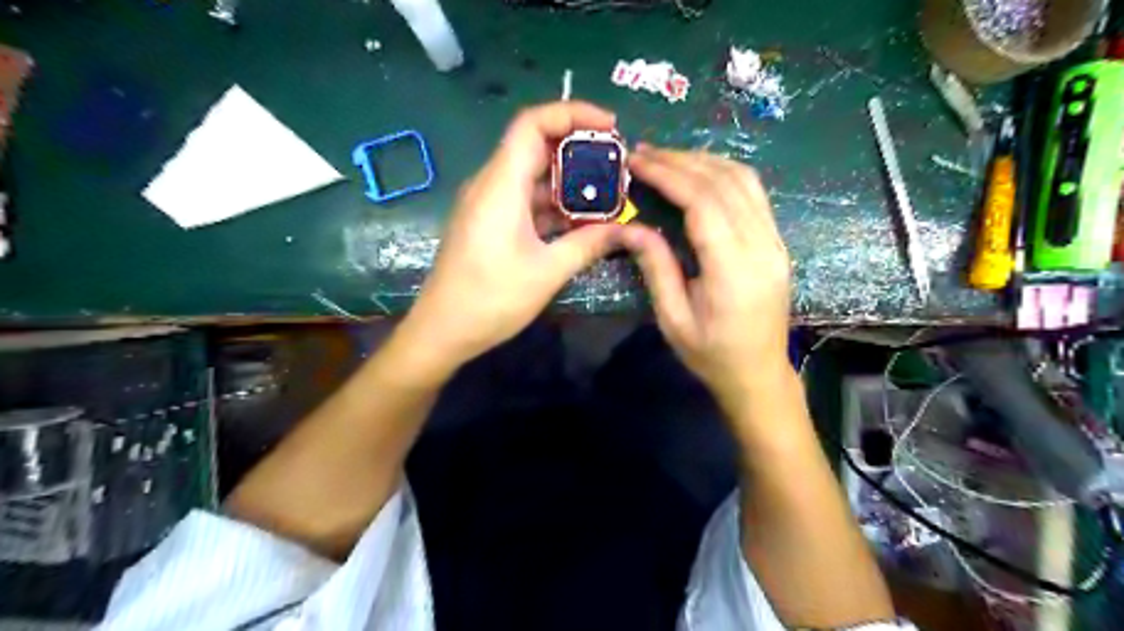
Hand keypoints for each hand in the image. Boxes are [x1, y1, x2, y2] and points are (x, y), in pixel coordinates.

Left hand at [396, 100, 623, 372]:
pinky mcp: (488, 223)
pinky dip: (552, 204)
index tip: (611, 127)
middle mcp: (491, 184)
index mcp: (501, 185)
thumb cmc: (491, 299)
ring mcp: (487, 204)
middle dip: (579, 150)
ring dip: (568, 182)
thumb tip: (627, 230)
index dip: (572, 113)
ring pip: (532, 176)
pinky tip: (580, 221)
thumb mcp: (548, 272)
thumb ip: (589, 244)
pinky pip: (524, 200)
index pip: (533, 123)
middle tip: (617, 166)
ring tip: (608, 195)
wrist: (442, 331)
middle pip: (535, 146)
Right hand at [618, 146, 793, 416]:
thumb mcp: (673, 319)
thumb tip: (630, 226)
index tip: (637, 161)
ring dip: (704, 161)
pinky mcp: (777, 242)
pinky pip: (753, 194)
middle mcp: (762, 247)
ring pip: (744, 181)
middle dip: (681, 161)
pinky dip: (723, 174)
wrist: (759, 374)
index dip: (669, 175)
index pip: (704, 203)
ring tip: (667, 159)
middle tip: (644, 153)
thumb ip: (656, 267)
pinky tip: (698, 174)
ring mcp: (776, 242)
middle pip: (725, 183)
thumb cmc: (711, 355)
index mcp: (734, 271)